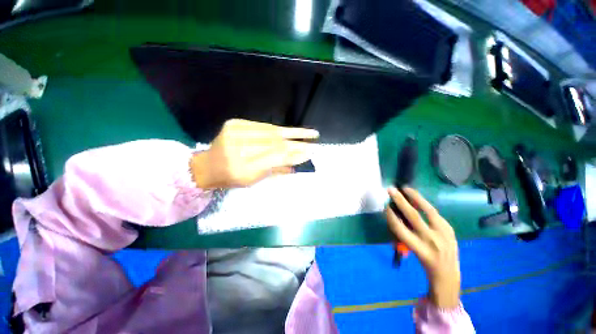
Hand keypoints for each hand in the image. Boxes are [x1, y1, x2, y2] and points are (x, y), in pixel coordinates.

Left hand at [190, 119, 318, 188]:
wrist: (208, 166)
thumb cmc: (232, 178)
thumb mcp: (254, 180)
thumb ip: (276, 170)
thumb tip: (298, 162)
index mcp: (242, 169)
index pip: (275, 158)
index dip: (294, 153)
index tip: (310, 151)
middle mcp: (237, 149)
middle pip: (275, 143)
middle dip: (298, 142)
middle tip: (314, 141)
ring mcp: (234, 132)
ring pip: (271, 131)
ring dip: (292, 132)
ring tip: (309, 132)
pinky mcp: (234, 123)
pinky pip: (262, 125)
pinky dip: (278, 129)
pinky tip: (290, 131)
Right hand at [385, 187, 460, 308]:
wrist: (448, 274)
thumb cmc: (424, 263)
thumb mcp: (412, 251)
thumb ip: (405, 234)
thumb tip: (397, 216)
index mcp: (420, 249)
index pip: (401, 229)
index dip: (391, 216)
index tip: (386, 207)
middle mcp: (432, 241)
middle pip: (413, 216)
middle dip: (400, 201)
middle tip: (392, 190)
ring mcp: (444, 234)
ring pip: (428, 211)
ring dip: (416, 197)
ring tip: (406, 189)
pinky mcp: (450, 229)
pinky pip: (435, 213)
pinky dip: (425, 204)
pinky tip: (418, 199)